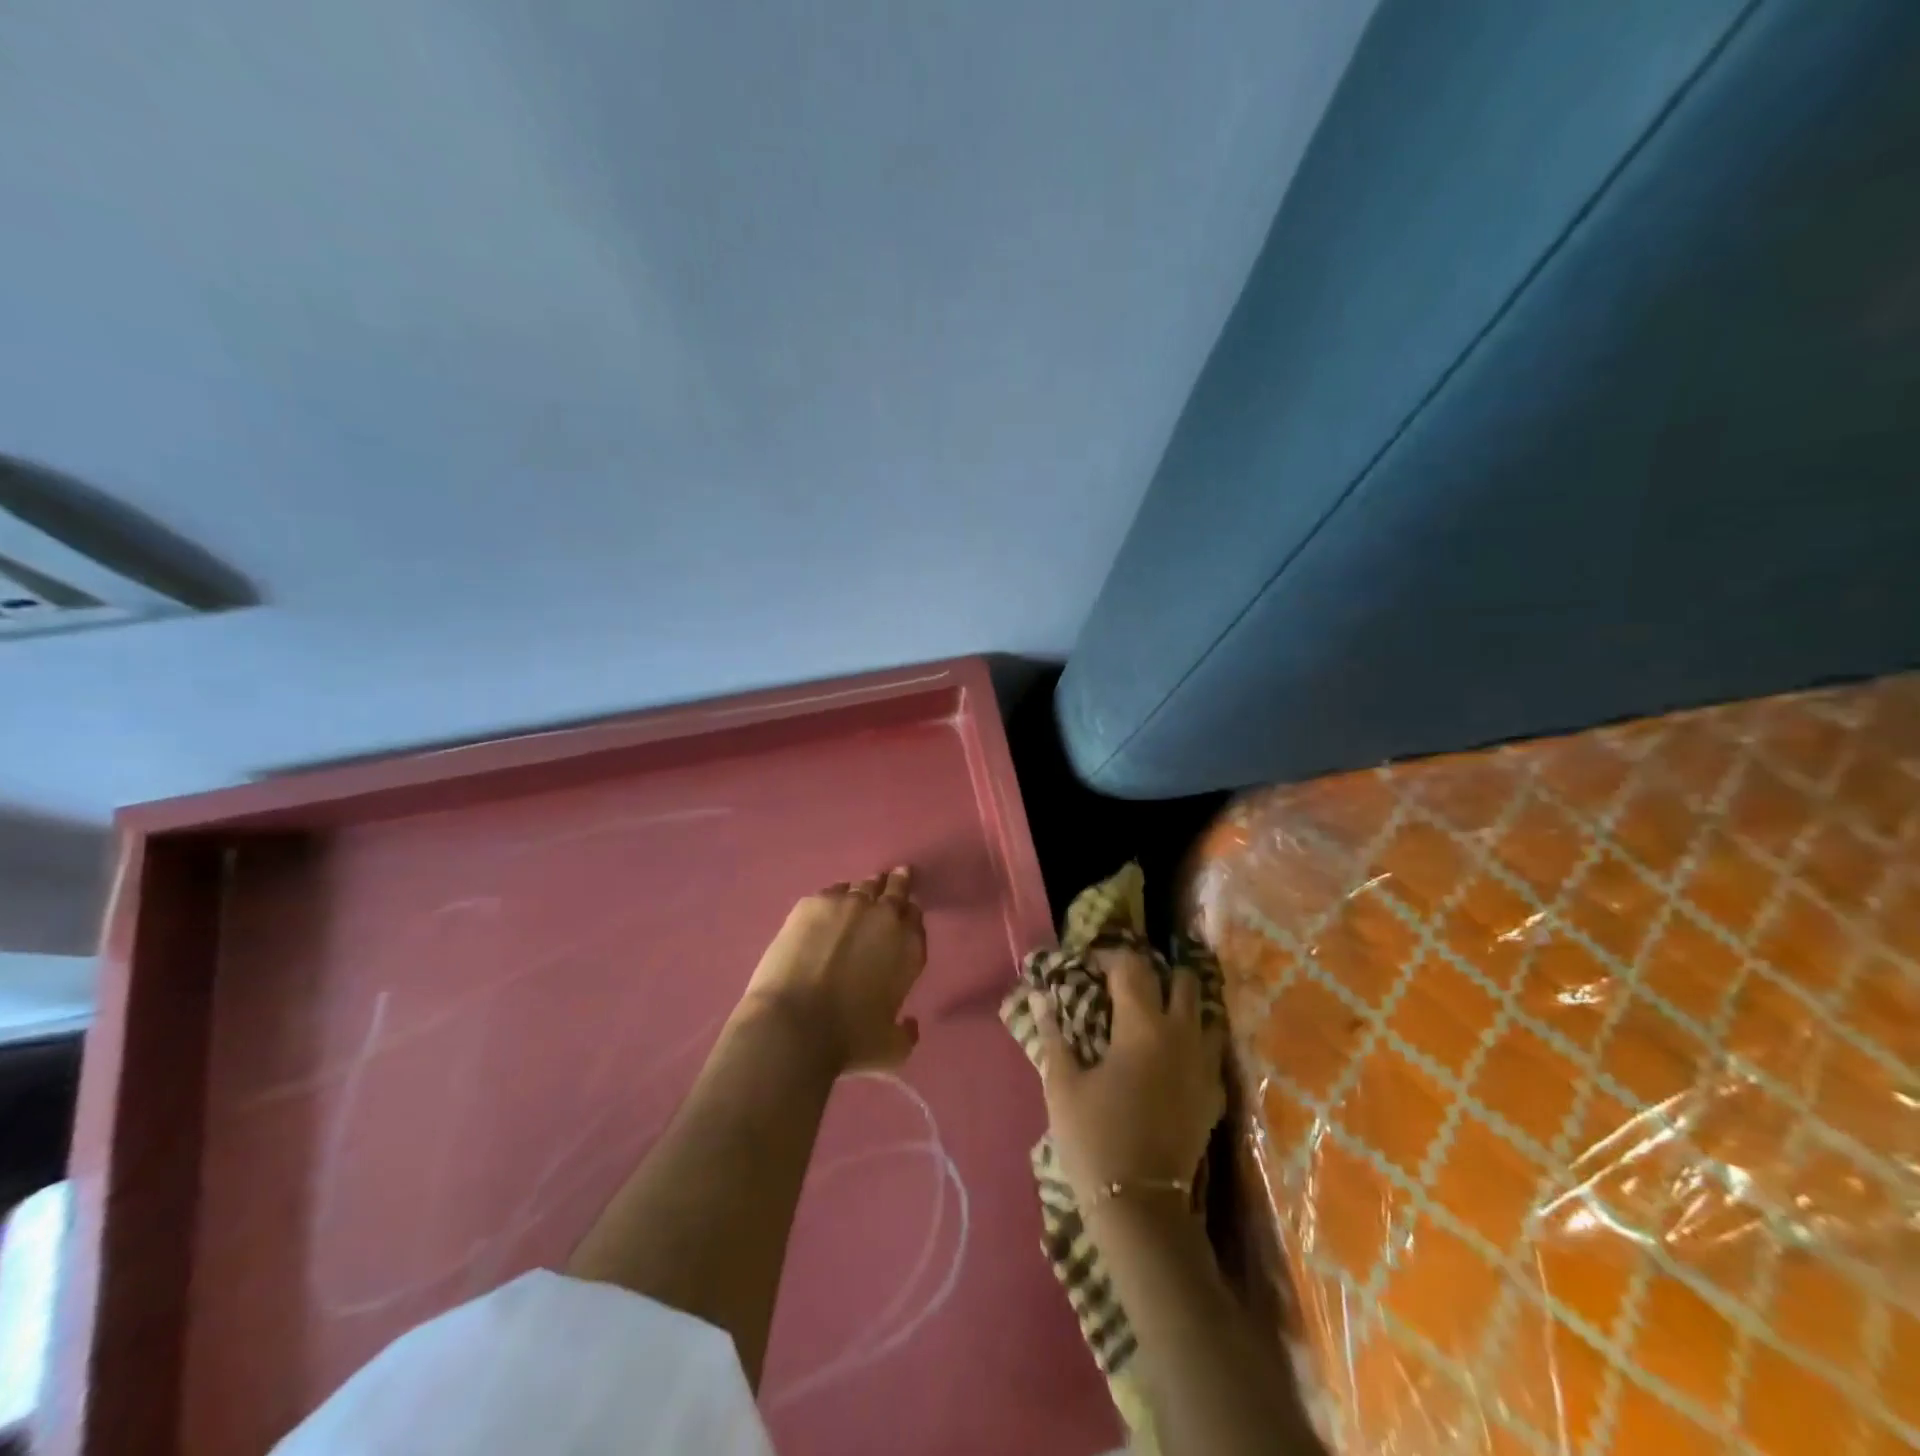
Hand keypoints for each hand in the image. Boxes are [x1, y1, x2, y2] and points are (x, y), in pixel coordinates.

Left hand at [739, 867, 927, 1072]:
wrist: (795, 1025)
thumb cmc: (849, 1041)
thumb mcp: (891, 1049)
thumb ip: (907, 1033)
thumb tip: (910, 1024)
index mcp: (909, 948)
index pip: (916, 918)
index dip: (911, 914)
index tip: (906, 913)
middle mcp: (884, 917)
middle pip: (895, 889)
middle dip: (897, 883)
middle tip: (898, 876)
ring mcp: (847, 904)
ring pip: (863, 886)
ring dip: (867, 888)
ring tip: (864, 890)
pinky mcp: (812, 903)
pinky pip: (831, 891)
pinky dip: (835, 896)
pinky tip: (829, 903)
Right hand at [1030, 948, 1225, 1202]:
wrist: (1140, 1207)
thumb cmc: (1094, 1138)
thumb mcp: (1062, 1083)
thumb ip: (1053, 1034)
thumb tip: (1038, 995)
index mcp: (1143, 1025)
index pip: (1132, 966)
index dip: (1109, 956)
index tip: (1089, 965)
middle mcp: (1182, 1034)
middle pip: (1182, 979)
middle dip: (1154, 973)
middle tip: (1126, 986)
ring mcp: (1204, 1065)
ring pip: (1205, 1012)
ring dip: (1181, 1003)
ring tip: (1153, 1014)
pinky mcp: (1214, 1094)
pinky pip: (1211, 1049)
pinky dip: (1194, 1039)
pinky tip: (1171, 1055)